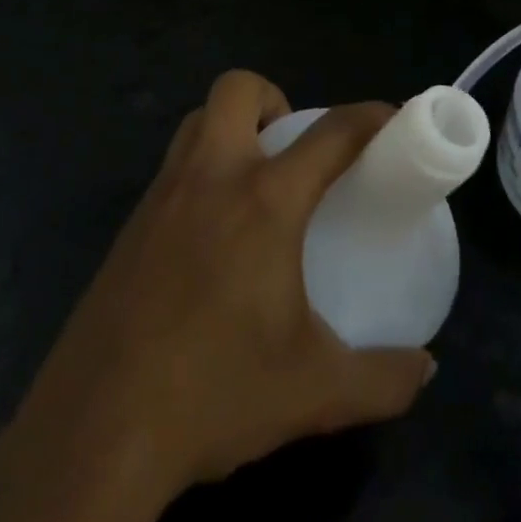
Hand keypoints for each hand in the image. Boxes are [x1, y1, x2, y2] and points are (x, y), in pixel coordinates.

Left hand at [0, 70, 433, 521]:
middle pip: (238, 89)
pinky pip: (172, 167)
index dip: (369, 117)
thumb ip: (382, 379)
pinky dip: (201, 171)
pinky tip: (212, 235)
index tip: (391, 119)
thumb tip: (425, 369)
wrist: (95, 433)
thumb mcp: (314, 392)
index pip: (330, 134)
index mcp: (264, 201)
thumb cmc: (214, 394)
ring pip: (196, 120)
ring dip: (232, 129)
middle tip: (296, 152)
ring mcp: (161, 196)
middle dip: (275, 100)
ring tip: (257, 185)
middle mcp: (210, 177)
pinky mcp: (129, 225)